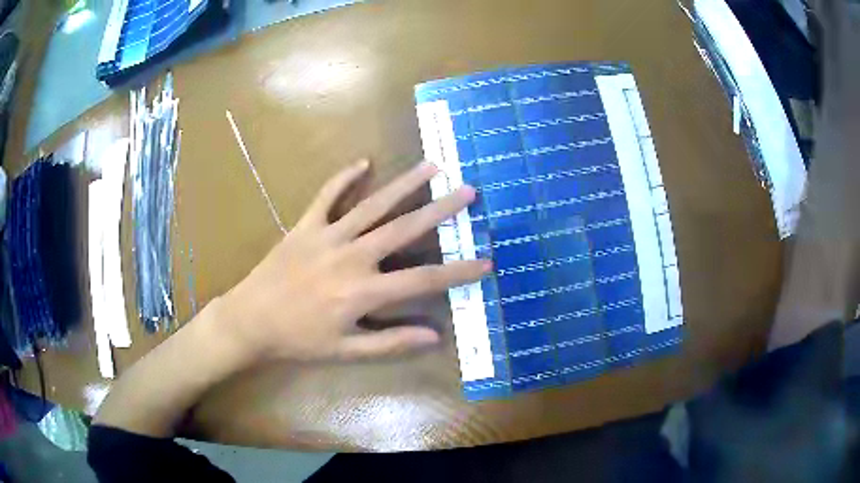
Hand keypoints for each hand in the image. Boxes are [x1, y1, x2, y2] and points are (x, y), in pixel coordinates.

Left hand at [217, 159, 490, 362]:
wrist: (251, 320)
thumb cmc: (300, 339)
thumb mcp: (347, 350)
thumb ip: (391, 341)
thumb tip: (435, 335)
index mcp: (363, 291)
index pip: (423, 280)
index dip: (458, 272)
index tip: (487, 262)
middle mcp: (351, 256)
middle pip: (404, 229)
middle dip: (440, 210)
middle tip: (468, 192)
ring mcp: (327, 236)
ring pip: (372, 205)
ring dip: (404, 185)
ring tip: (432, 166)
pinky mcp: (305, 225)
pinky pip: (327, 196)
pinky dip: (344, 178)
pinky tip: (363, 161)